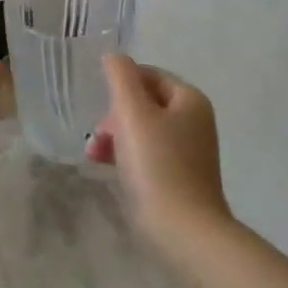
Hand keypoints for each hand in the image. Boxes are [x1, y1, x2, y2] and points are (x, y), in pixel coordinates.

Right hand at [86, 55, 229, 232]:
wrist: (183, 231)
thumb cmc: (156, 165)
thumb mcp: (132, 113)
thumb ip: (120, 78)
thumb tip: (114, 56)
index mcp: (190, 100)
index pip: (149, 75)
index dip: (120, 84)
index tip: (98, 103)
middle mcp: (195, 122)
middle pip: (145, 102)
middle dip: (114, 114)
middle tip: (97, 133)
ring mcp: (189, 152)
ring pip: (143, 130)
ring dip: (114, 136)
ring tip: (93, 154)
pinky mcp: (179, 178)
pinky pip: (147, 155)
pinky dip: (125, 156)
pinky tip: (107, 168)